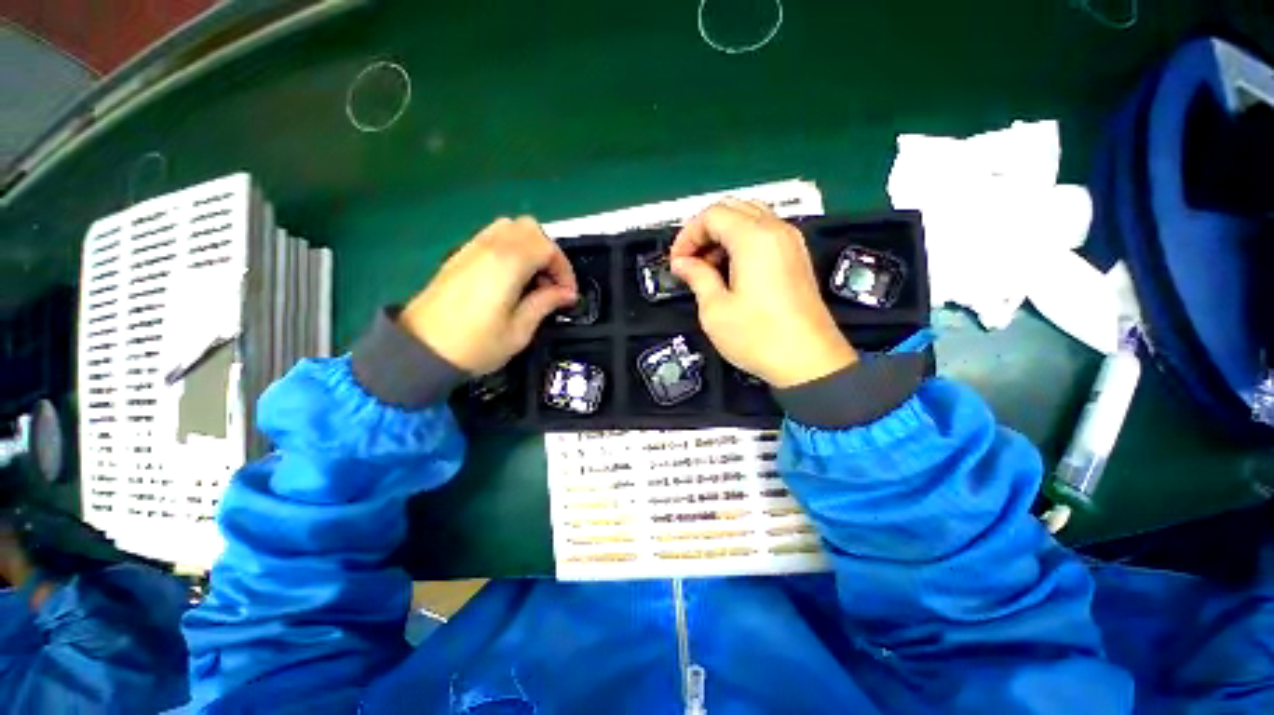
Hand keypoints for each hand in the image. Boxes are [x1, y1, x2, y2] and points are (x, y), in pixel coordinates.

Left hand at [399, 217, 577, 374]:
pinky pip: (493, 237)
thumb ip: (544, 304)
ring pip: (511, 227)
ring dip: (530, 247)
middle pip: (530, 228)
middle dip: (549, 252)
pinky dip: (512, 249)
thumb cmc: (474, 346)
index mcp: (506, 264)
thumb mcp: (518, 331)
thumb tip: (565, 294)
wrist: (420, 351)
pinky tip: (512, 278)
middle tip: (552, 283)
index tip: (567, 294)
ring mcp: (471, 248)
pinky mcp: (460, 256)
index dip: (564, 269)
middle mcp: (489, 247)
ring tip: (533, 279)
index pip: (547, 247)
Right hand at [670, 200, 855, 387]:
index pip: (712, 215)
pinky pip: (764, 235)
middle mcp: (776, 231)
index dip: (687, 235)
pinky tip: (730, 271)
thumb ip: (697, 277)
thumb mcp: (715, 309)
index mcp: (754, 238)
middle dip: (703, 231)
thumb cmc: (758, 337)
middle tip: (689, 261)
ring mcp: (791, 242)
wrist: (809, 362)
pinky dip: (741, 243)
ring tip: (707, 268)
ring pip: (749, 219)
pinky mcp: (797, 258)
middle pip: (732, 209)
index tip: (676, 262)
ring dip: (722, 236)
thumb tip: (682, 264)